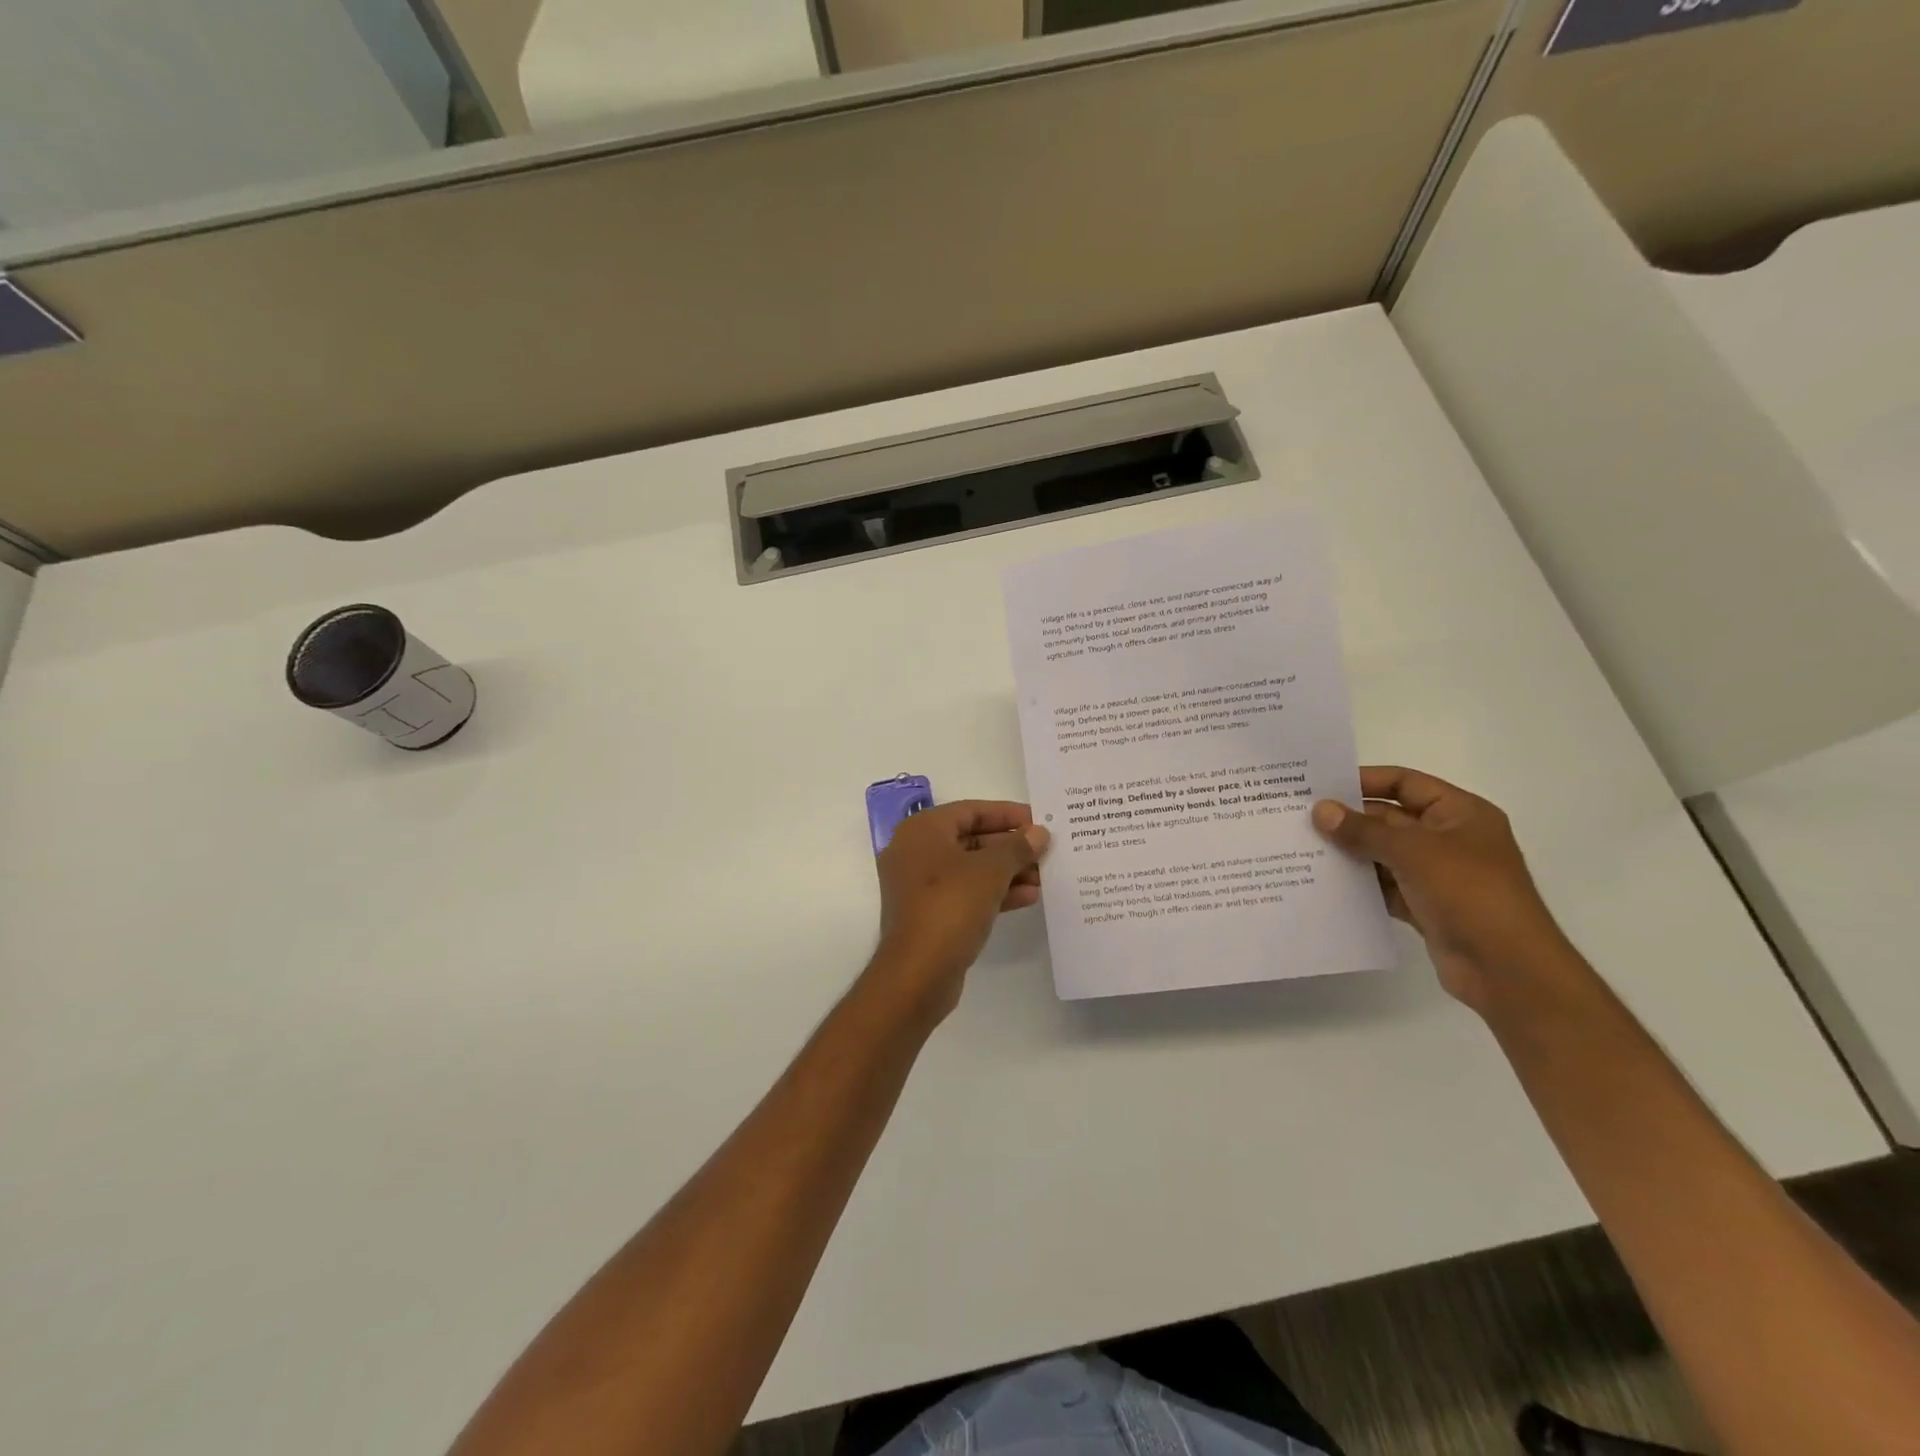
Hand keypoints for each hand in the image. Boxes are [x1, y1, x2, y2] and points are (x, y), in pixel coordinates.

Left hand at [872, 801, 1048, 1018]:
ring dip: (1007, 871)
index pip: (970, 810)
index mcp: (922, 831)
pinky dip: (995, 892)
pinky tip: (1028, 897)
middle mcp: (916, 852)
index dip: (1007, 814)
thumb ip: (1017, 847)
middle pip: (971, 838)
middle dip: (1010, 846)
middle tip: (1046, 851)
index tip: (1039, 821)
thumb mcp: (990, 871)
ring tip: (1044, 876)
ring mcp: (920, 886)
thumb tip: (1039, 833)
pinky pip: (967, 893)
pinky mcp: (930, 914)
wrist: (917, 973)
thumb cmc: (950, 906)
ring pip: (971, 868)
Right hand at [1312, 766, 1573, 1012]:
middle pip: (1390, 819)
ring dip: (1350, 852)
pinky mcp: (1425, 906)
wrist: (1507, 968)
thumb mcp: (1413, 852)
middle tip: (1300, 818)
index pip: (1406, 783)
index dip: (1365, 780)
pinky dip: (1360, 884)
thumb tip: (1320, 810)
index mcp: (1460, 813)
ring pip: (1383, 854)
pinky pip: (1384, 886)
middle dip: (1349, 819)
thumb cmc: (1469, 893)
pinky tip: (1324, 882)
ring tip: (1302, 848)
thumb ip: (1363, 830)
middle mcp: (1449, 839)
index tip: (1321, 785)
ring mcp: (1438, 874)